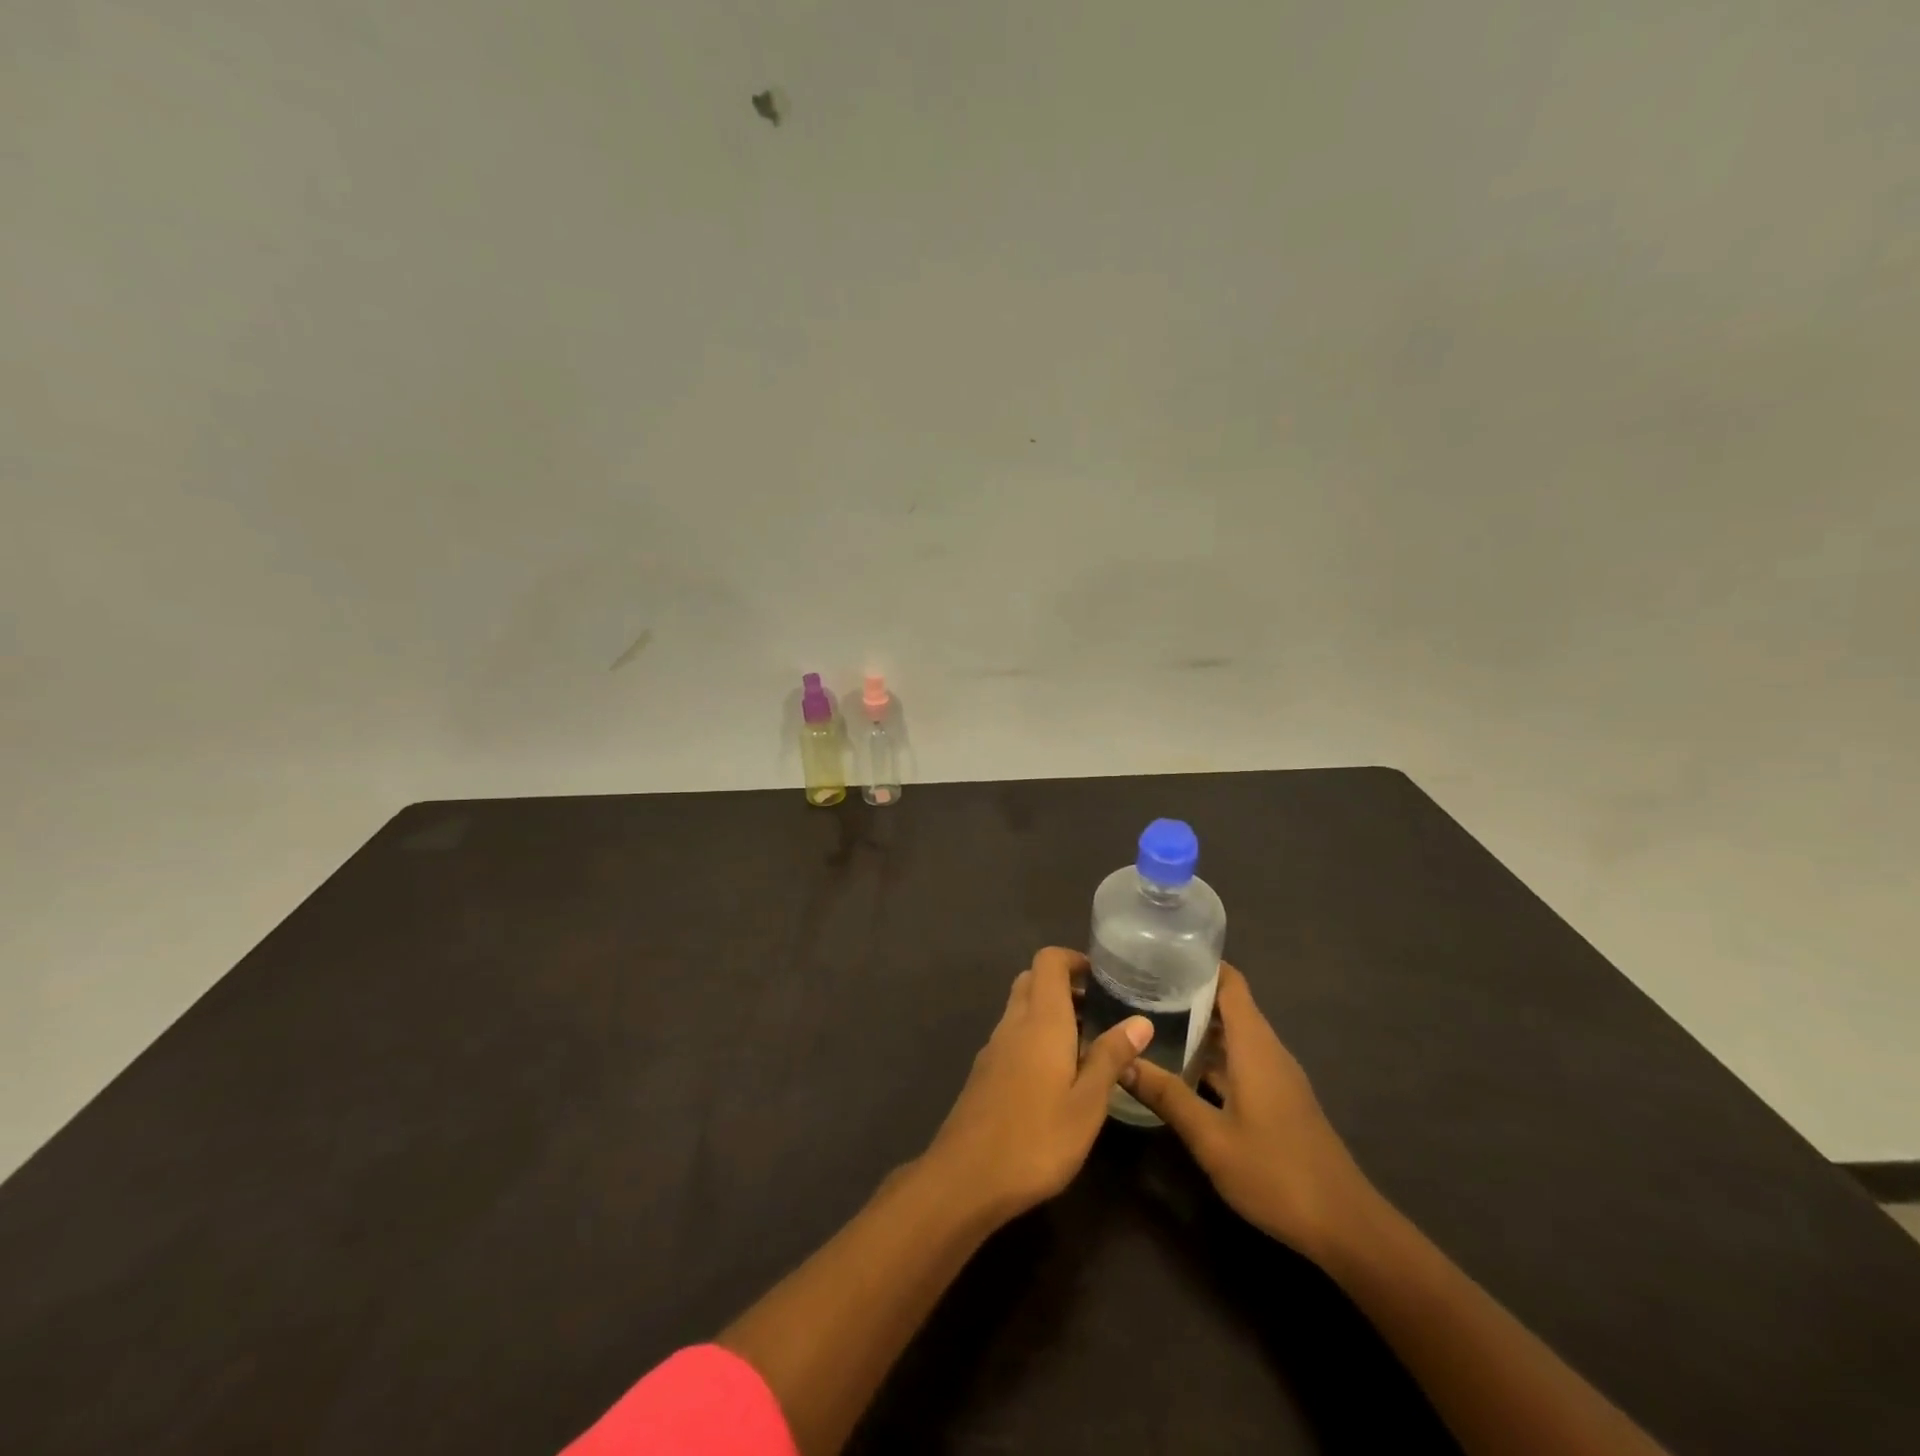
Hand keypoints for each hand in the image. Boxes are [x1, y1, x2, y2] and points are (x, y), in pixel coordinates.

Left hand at [924, 947, 1152, 1221]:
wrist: (966, 1177)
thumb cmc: (1037, 1138)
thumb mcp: (1088, 1103)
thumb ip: (1111, 1057)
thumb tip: (1141, 1020)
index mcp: (1040, 1019)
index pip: (1048, 960)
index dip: (1074, 959)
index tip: (1104, 978)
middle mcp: (1013, 1022)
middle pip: (1032, 980)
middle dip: (1064, 985)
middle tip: (1099, 1010)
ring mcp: (994, 1047)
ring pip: (1021, 1008)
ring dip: (1050, 1012)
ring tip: (1087, 1044)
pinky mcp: (984, 1072)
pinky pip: (1013, 1035)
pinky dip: (1035, 1036)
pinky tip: (1056, 1075)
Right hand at [1123, 962, 1369, 1261]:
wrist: (1344, 1227)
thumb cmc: (1276, 1173)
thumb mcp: (1211, 1138)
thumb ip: (1167, 1096)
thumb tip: (1123, 1061)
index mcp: (1255, 1047)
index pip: (1231, 983)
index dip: (1200, 963)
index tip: (1160, 954)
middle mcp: (1267, 1052)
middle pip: (1229, 1005)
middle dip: (1189, 992)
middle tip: (1140, 986)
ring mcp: (1275, 1077)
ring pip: (1234, 1036)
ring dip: (1199, 1025)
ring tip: (1151, 1019)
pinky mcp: (1277, 1100)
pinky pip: (1240, 1060)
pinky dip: (1211, 1054)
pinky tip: (1181, 1067)